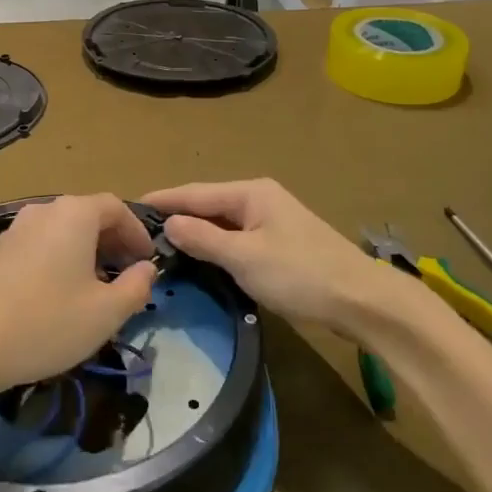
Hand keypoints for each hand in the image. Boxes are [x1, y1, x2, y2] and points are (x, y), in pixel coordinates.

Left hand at [0, 194, 156, 400]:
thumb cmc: (46, 323)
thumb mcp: (106, 313)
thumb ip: (136, 287)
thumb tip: (146, 269)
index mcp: (74, 214)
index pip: (116, 207)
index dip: (137, 232)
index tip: (147, 260)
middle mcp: (42, 211)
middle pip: (87, 216)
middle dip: (112, 242)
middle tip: (125, 274)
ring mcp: (13, 230)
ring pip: (60, 232)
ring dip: (83, 252)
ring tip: (92, 288)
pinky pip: (37, 246)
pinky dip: (56, 260)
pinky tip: (54, 296)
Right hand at [143, 179, 397, 339]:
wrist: (360, 300)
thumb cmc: (300, 273)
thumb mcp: (245, 257)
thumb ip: (204, 239)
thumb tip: (168, 224)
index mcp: (251, 193)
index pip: (195, 192)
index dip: (163, 200)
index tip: (130, 206)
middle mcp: (260, 199)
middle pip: (208, 205)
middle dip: (177, 216)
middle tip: (139, 232)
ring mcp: (272, 221)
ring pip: (222, 224)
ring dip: (196, 233)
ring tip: (160, 245)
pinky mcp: (280, 244)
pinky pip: (236, 239)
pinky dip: (215, 246)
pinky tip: (200, 258)